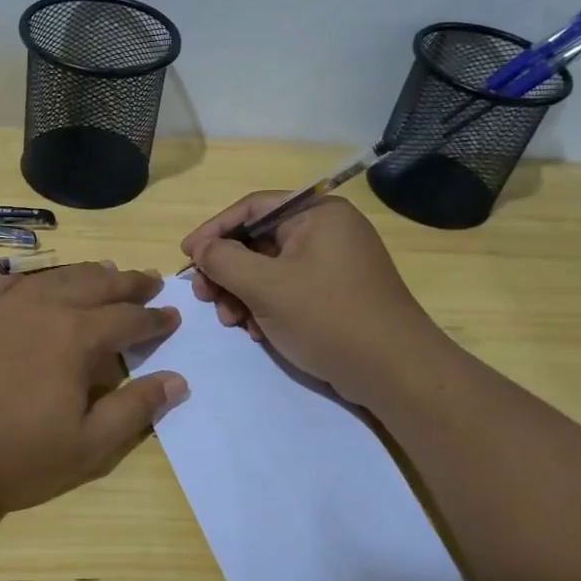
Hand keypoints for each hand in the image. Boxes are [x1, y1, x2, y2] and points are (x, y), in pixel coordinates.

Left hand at [0, 263, 186, 512]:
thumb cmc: (7, 453)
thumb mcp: (84, 446)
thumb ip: (134, 410)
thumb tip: (177, 381)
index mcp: (76, 336)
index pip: (128, 319)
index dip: (154, 319)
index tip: (172, 316)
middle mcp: (43, 307)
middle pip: (96, 285)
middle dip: (127, 283)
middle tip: (148, 281)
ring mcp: (0, 304)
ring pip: (55, 277)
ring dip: (87, 273)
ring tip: (105, 271)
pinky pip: (9, 281)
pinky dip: (35, 278)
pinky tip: (38, 282)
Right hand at [181, 194, 451, 408]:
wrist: (394, 371)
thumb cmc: (328, 317)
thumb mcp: (266, 287)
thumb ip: (224, 261)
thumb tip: (201, 249)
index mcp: (317, 214)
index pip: (251, 209)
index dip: (213, 230)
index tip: (186, 256)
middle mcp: (326, 230)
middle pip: (258, 240)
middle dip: (227, 271)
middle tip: (205, 297)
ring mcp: (332, 263)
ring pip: (269, 269)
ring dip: (242, 293)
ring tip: (231, 322)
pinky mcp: (334, 293)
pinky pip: (287, 288)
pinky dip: (265, 306)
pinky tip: (256, 331)